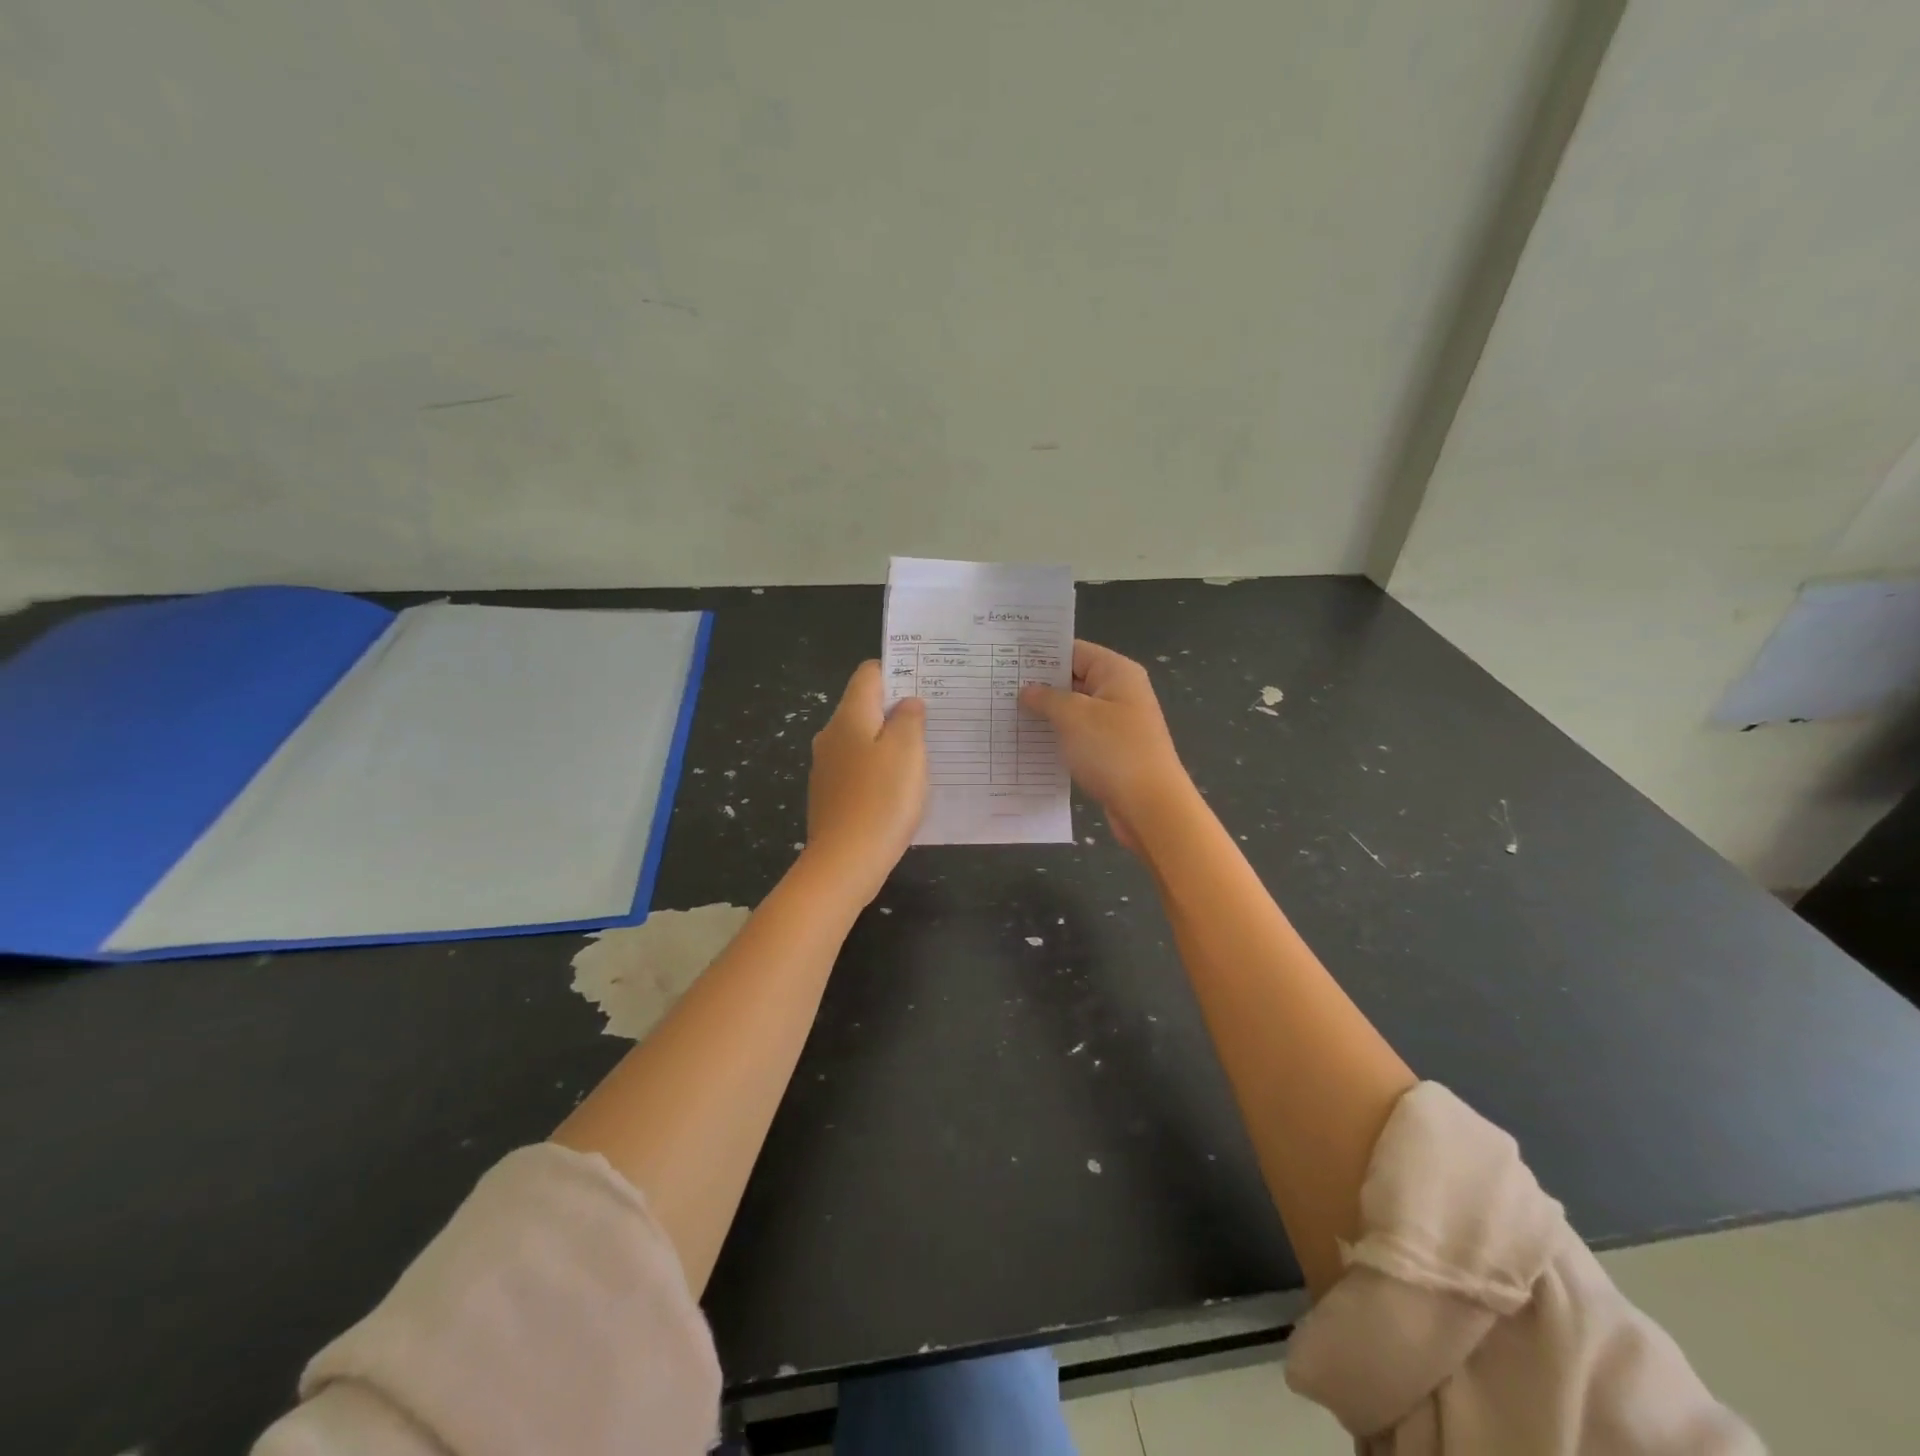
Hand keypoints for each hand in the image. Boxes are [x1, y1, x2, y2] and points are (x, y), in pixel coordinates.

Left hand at [805, 661, 927, 899]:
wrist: (845, 862)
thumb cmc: (882, 799)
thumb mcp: (908, 751)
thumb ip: (910, 719)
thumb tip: (907, 703)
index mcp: (849, 716)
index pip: (869, 673)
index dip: (897, 671)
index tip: (925, 683)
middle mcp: (831, 735)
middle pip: (864, 706)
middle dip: (896, 709)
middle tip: (933, 719)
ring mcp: (827, 767)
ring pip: (862, 739)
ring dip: (889, 741)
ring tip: (922, 754)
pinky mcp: (830, 795)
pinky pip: (858, 769)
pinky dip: (878, 769)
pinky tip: (899, 788)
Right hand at [1019, 640, 1192, 851]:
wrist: (1150, 807)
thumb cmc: (1113, 751)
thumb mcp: (1073, 717)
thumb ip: (1046, 698)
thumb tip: (1027, 690)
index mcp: (1117, 672)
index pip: (1074, 651)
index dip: (1041, 655)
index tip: (1006, 660)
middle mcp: (1120, 693)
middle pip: (1073, 679)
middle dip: (1039, 686)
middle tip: (998, 689)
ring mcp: (1118, 724)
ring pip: (1074, 711)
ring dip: (1046, 715)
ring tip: (1006, 716)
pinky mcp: (1112, 752)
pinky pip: (1080, 737)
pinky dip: (1058, 739)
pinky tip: (1029, 745)